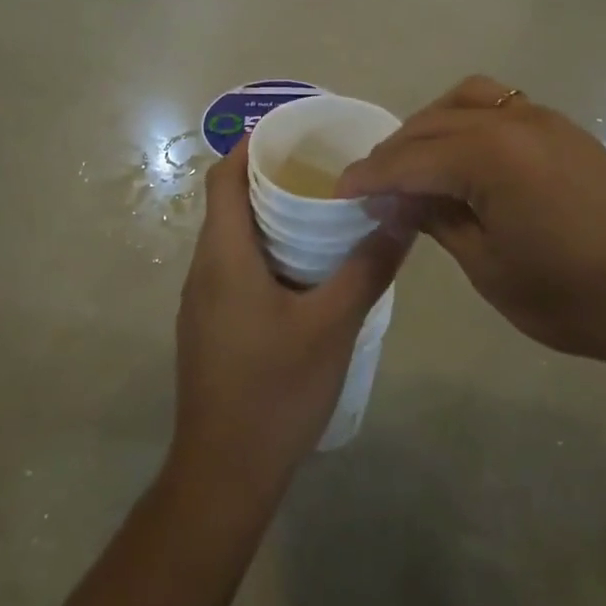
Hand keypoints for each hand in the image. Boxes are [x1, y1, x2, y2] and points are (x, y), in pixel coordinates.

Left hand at [171, 140, 407, 492]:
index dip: (251, 143)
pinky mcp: (210, 325)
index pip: (222, 175)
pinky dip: (265, 250)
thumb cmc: (275, 391)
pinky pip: (234, 266)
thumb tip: (402, 213)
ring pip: (232, 236)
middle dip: (271, 176)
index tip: (295, 131)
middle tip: (325, 168)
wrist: (224, 474)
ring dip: (270, 215)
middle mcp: (204, 267)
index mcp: (223, 254)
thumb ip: (368, 266)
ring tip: (322, 210)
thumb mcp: (334, 325)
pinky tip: (306, 269)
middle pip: (228, 200)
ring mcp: (202, 300)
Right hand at [337, 76, 605, 376]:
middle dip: (394, 152)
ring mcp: (541, 118)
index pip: (408, 159)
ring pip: (464, 101)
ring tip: (415, 164)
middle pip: (430, 123)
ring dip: (430, 126)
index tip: (340, 193)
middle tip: (372, 188)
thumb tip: (397, 199)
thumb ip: (437, 220)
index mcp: (488, 155)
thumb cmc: (574, 295)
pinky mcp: (562, 129)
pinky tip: (463, 158)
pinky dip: (465, 122)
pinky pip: (498, 106)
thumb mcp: (489, 267)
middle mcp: (511, 120)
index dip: (369, 177)